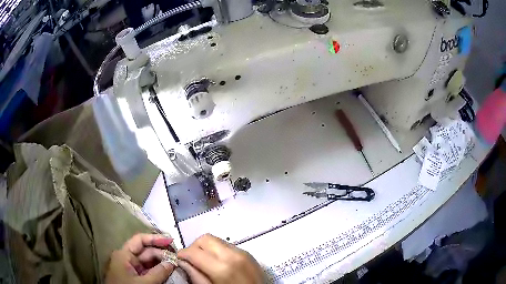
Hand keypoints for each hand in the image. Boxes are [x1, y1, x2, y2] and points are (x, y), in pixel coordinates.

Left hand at [105, 233, 175, 283]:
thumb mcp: (144, 282)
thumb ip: (158, 272)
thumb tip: (172, 262)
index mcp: (124, 254)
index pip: (140, 240)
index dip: (155, 238)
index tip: (171, 240)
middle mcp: (127, 258)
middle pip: (146, 251)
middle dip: (162, 253)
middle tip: (178, 257)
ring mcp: (132, 268)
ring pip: (149, 261)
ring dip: (162, 262)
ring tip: (175, 263)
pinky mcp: (136, 277)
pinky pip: (148, 270)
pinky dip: (158, 270)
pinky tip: (168, 271)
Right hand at [177, 234, 263, 283]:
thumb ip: (195, 276)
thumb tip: (183, 262)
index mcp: (223, 268)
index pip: (194, 251)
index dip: (182, 254)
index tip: (179, 260)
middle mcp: (233, 255)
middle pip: (205, 239)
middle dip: (194, 247)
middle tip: (192, 260)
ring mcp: (243, 253)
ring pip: (216, 240)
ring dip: (206, 248)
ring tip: (204, 262)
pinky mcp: (249, 254)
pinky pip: (227, 245)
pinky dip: (218, 250)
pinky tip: (218, 263)